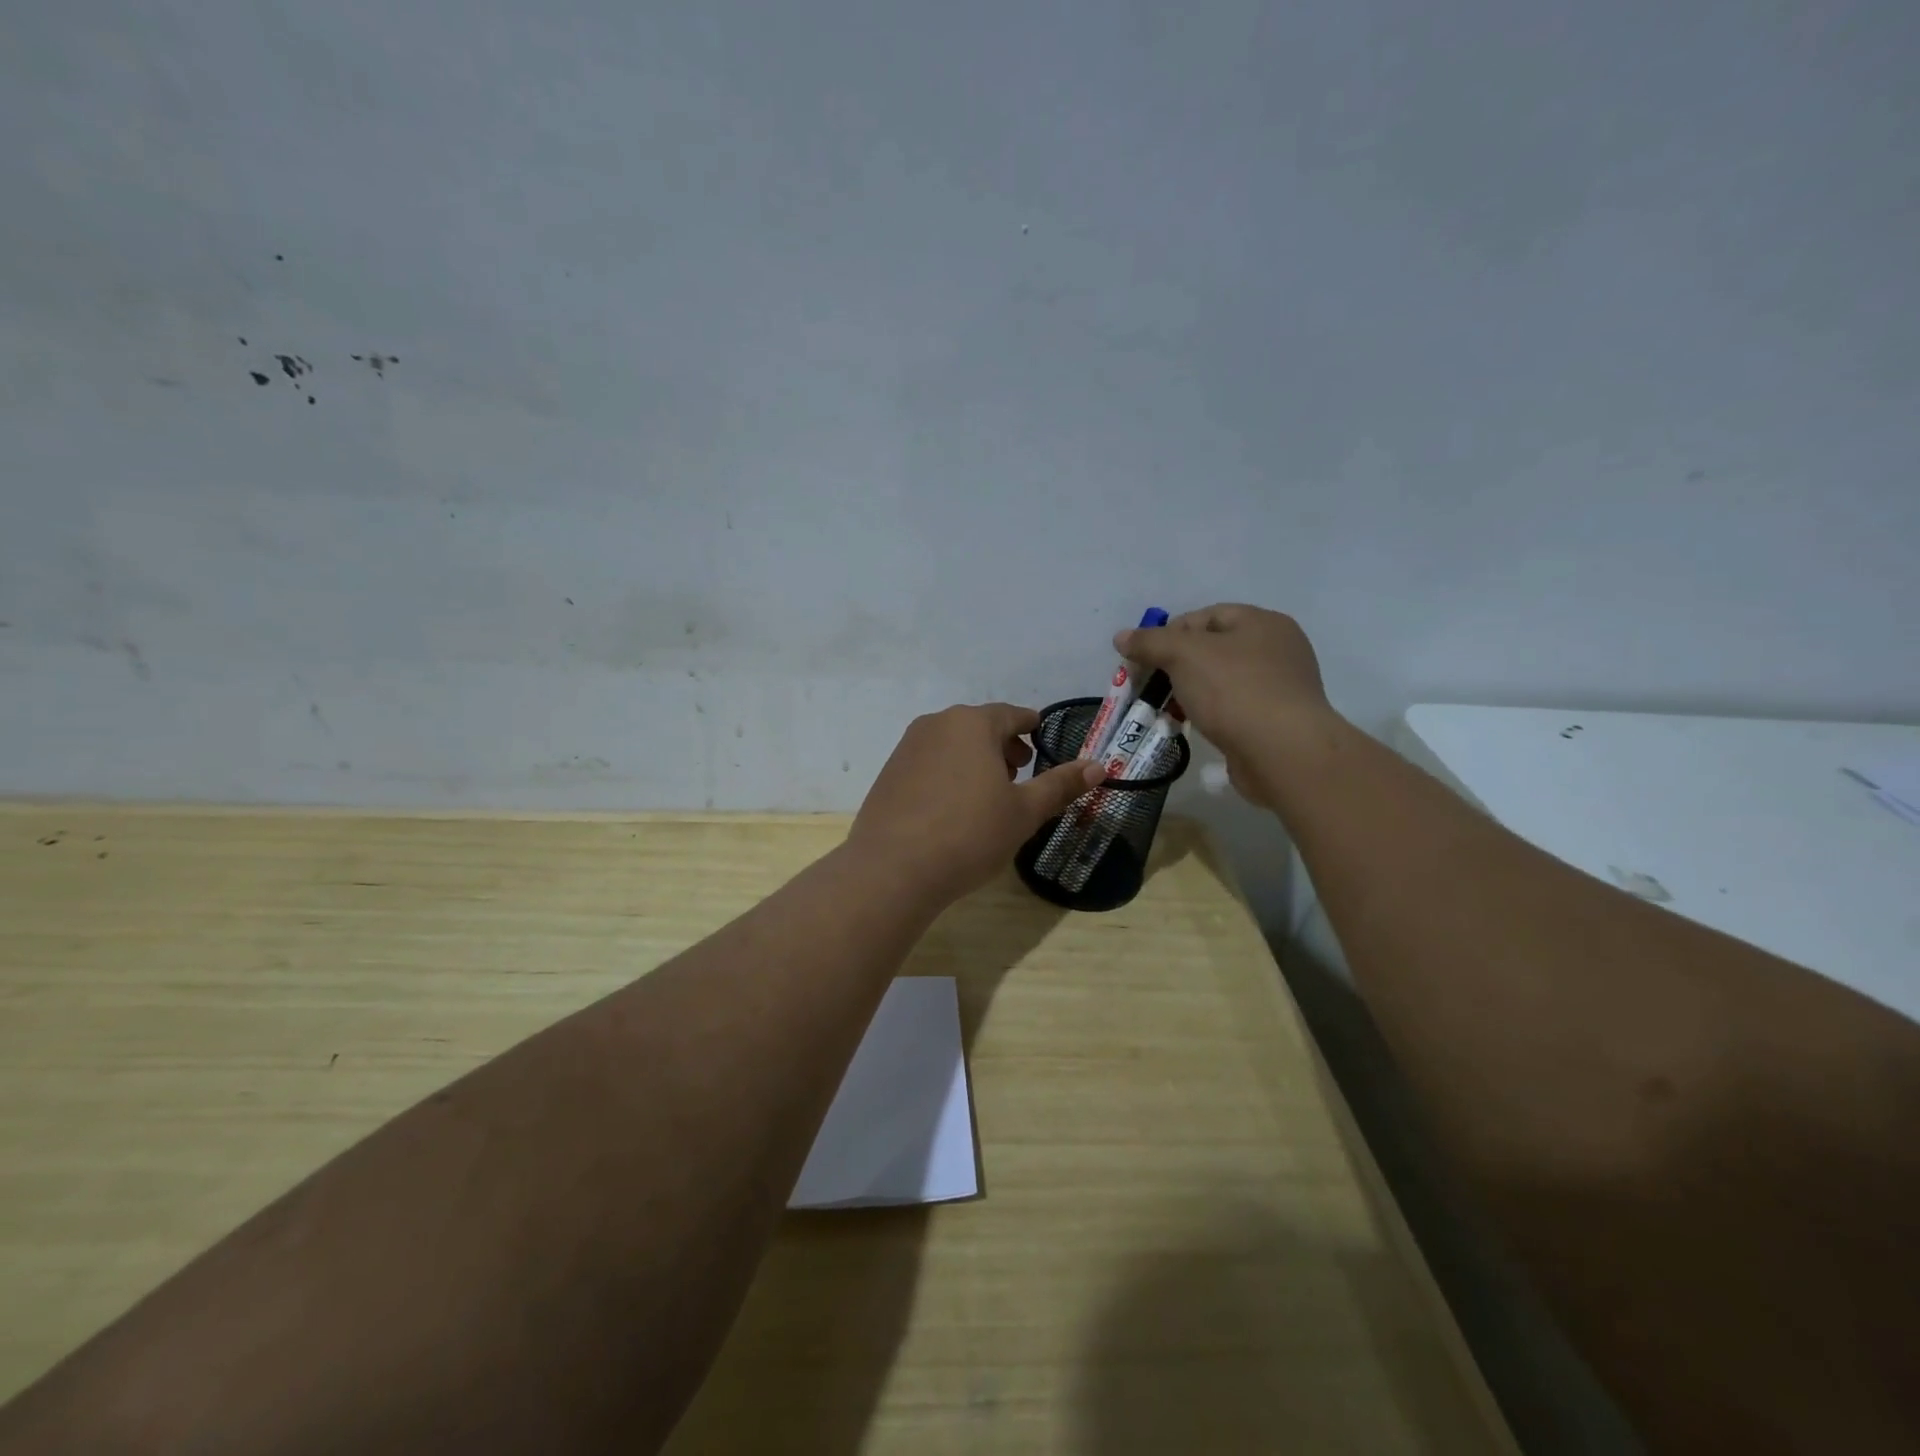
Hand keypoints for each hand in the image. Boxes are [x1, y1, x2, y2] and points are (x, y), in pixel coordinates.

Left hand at [849, 704, 1104, 904]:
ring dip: (975, 759)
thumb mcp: (1024, 812)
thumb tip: (1099, 765)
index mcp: (973, 723)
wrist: (893, 868)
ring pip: (952, 743)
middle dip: (1003, 746)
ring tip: (988, 794)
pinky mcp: (889, 772)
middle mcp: (937, 724)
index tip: (1042, 737)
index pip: (1012, 714)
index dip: (1031, 726)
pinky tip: (953, 808)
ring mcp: (907, 747)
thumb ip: (1061, 784)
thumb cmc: (969, 834)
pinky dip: (948, 773)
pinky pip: (929, 762)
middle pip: (980, 726)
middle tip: (1020, 773)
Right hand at [1114, 605, 1336, 806]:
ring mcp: (1279, 687)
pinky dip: (1208, 714)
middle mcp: (1276, 649)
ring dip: (1189, 693)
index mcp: (1262, 623)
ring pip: (1220, 681)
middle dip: (1175, 667)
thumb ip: (1150, 642)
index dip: (1169, 633)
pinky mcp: (1275, 722)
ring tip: (1165, 710)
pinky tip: (1190, 727)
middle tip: (1149, 686)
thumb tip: (1122, 637)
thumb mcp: (1183, 655)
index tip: (1144, 659)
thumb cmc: (1234, 691)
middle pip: (1212, 649)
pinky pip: (1232, 709)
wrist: (1283, 753)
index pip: (1205, 616)